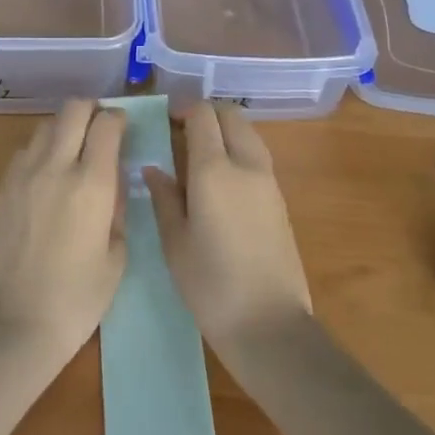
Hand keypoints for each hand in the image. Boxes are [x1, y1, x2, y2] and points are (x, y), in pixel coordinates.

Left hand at [0, 101, 127, 362]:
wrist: (16, 324)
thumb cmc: (78, 298)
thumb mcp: (116, 256)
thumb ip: (116, 210)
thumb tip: (111, 185)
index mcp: (91, 183)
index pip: (107, 124)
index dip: (119, 119)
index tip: (123, 129)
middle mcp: (56, 166)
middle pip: (73, 109)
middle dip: (91, 110)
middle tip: (99, 128)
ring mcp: (23, 175)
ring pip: (45, 126)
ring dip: (63, 129)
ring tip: (71, 152)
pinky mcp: (1, 189)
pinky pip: (24, 153)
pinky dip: (40, 152)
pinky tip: (45, 178)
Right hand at [146, 103, 311, 355]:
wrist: (270, 325)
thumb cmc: (211, 286)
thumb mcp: (175, 243)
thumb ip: (164, 198)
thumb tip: (154, 169)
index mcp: (213, 170)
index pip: (202, 115)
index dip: (182, 109)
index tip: (165, 121)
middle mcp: (245, 164)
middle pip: (230, 115)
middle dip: (206, 113)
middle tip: (181, 132)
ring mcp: (268, 181)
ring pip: (248, 132)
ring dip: (225, 130)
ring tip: (199, 155)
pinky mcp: (280, 199)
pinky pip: (257, 156)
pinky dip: (239, 150)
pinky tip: (221, 179)